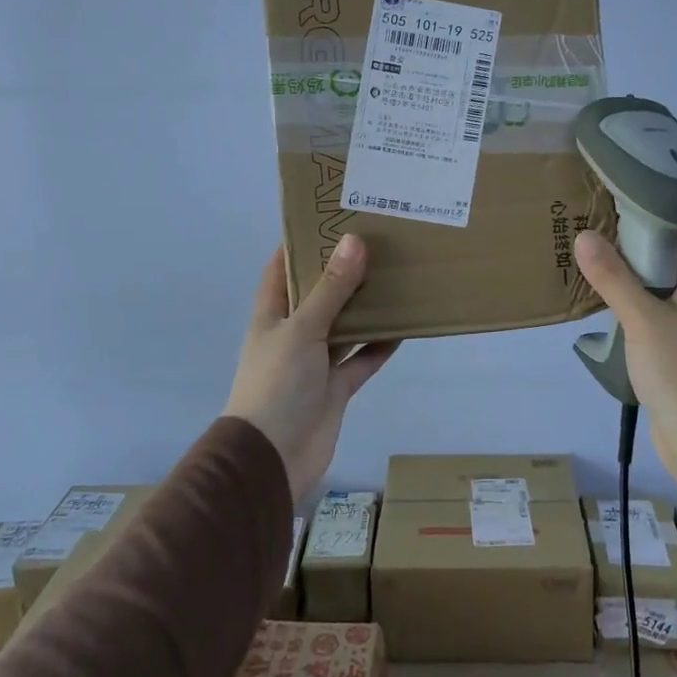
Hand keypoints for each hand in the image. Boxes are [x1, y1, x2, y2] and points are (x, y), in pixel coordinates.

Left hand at [225, 235, 399, 503]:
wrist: (272, 458)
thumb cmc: (276, 384)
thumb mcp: (302, 329)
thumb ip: (331, 289)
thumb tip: (354, 241)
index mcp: (272, 314)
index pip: (282, 268)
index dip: (299, 243)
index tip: (329, 217)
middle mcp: (293, 333)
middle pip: (319, 294)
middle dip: (342, 271)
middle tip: (376, 241)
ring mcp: (315, 362)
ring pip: (344, 325)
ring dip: (365, 307)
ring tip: (395, 276)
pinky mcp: (335, 388)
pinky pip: (361, 359)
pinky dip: (380, 346)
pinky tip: (404, 327)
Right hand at [574, 228, 676, 529]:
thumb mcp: (643, 320)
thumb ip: (613, 277)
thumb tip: (583, 235)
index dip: (650, 208)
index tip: (611, 195)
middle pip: (665, 252)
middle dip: (629, 238)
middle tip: (587, 221)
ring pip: (655, 282)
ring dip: (626, 271)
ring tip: (585, 253)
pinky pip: (651, 308)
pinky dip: (628, 299)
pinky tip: (599, 298)